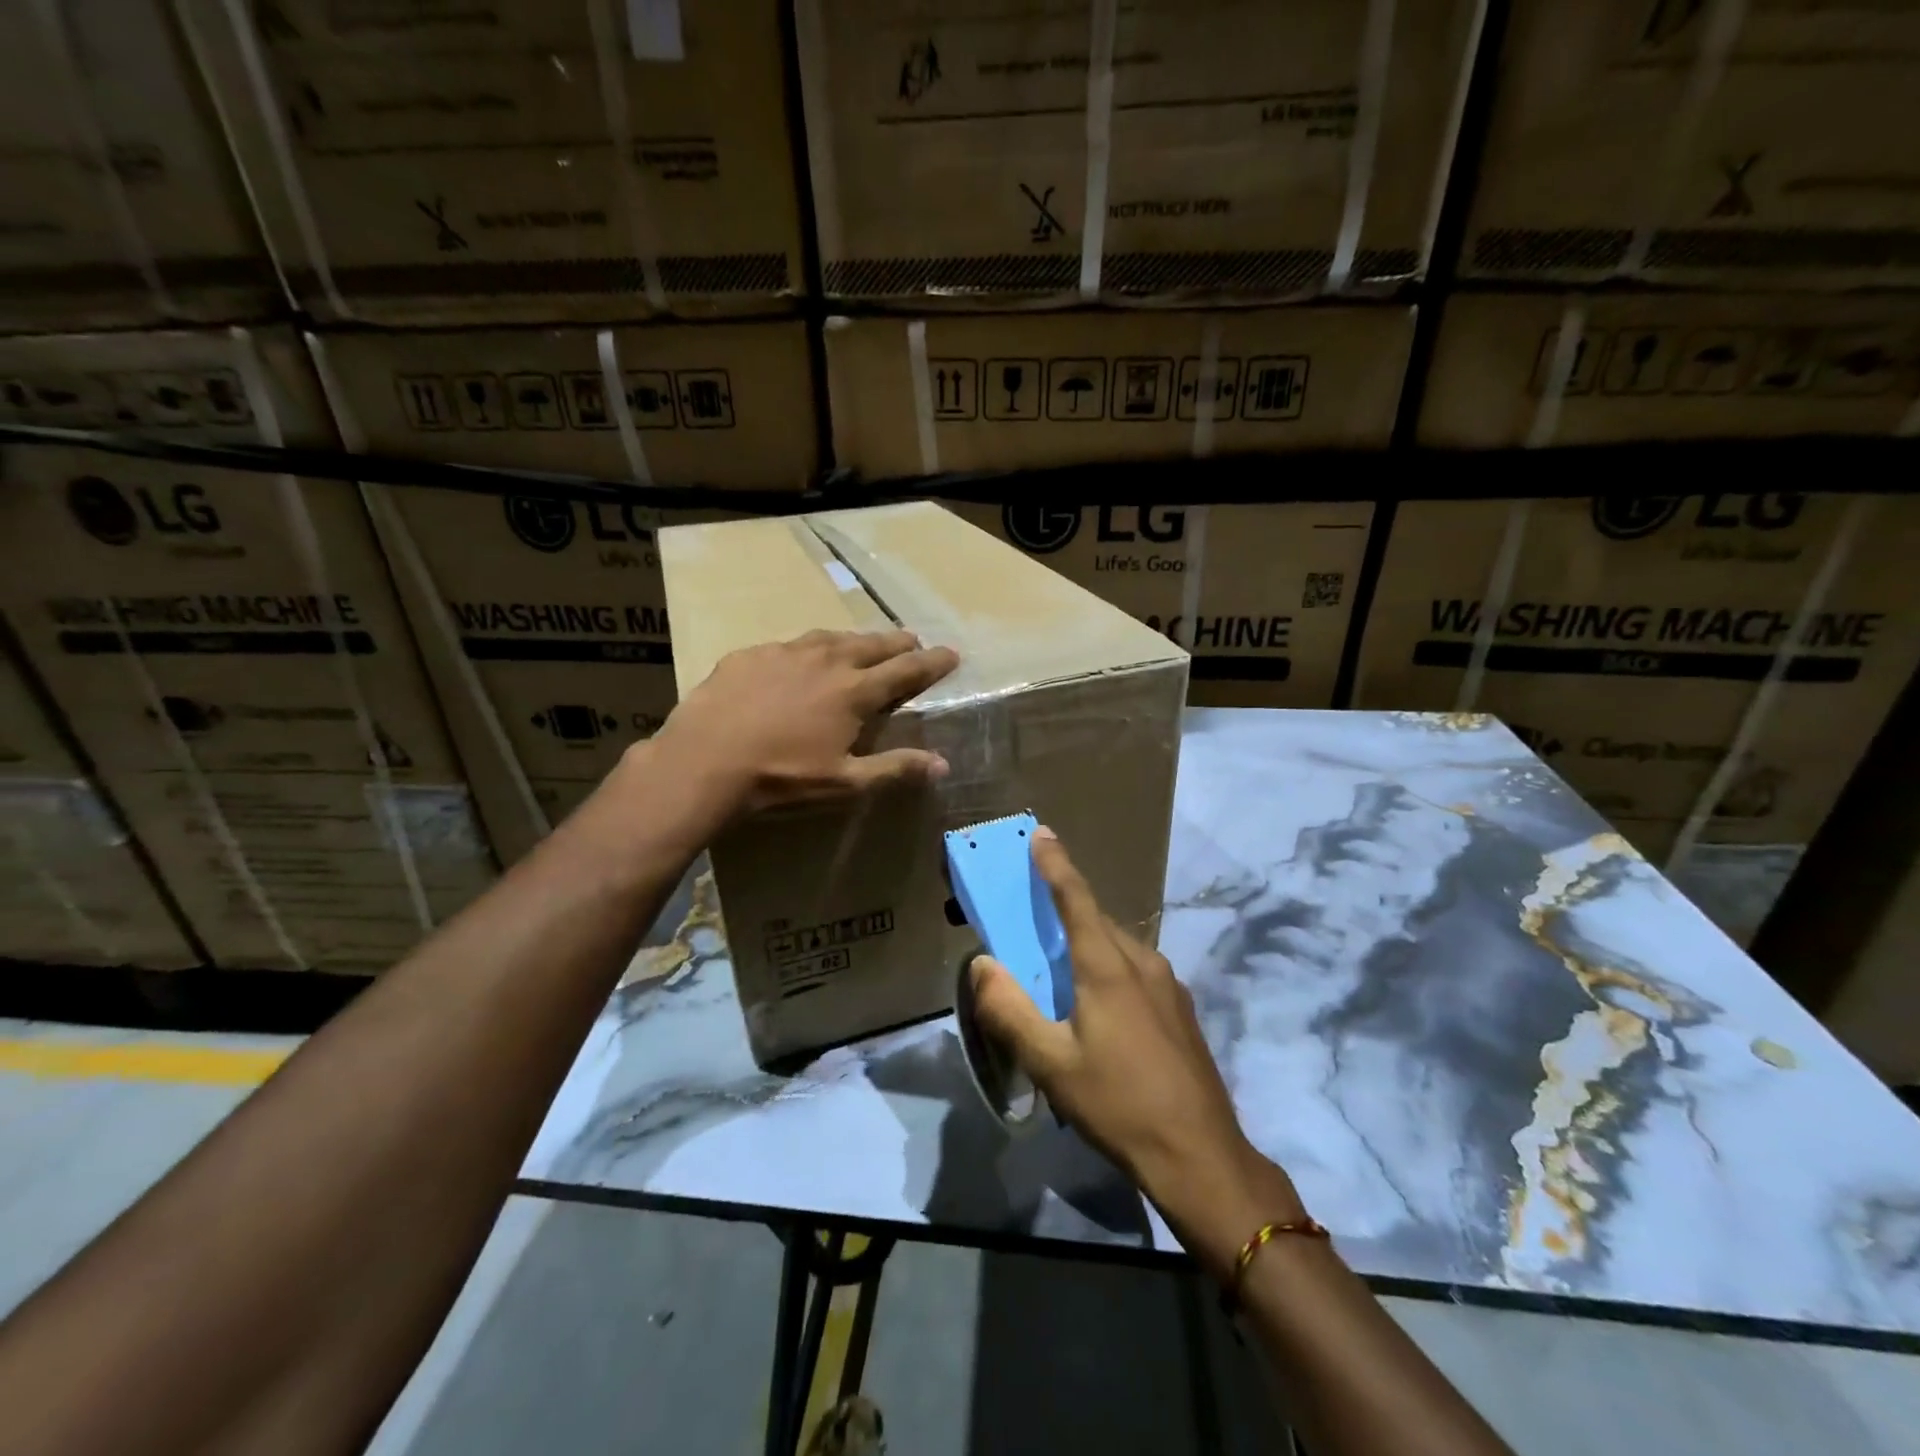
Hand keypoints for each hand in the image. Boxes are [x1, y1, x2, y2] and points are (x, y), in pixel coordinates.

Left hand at [648, 628, 957, 819]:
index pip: (906, 670)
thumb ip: (895, 768)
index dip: (932, 662)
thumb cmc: (782, 777)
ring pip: (831, 637)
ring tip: (863, 643)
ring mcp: (786, 652)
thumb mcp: (844, 782)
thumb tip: (943, 764)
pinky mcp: (751, 654)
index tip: (951, 652)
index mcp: (854, 691)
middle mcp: (826, 661)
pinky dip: (809, 648)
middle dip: (898, 642)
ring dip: (855, 640)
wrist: (704, 761)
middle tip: (912, 641)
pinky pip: (790, 645)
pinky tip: (801, 658)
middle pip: (872, 645)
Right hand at [970, 828, 1306, 1279]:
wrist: (1201, 1156)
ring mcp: (1169, 985)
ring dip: (1086, 942)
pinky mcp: (1181, 1009)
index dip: (1055, 863)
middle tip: (1031, 918)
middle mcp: (1142, 962)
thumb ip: (1009, 1010)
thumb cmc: (1118, 1104)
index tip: (1041, 833)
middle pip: (1096, 919)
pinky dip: (1108, 967)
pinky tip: (1099, 1008)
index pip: (1075, 898)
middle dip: (1063, 907)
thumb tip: (981, 964)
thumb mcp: (1050, 1063)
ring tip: (1060, 969)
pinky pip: (1136, 970)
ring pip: (1118, 946)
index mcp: (1107, 966)